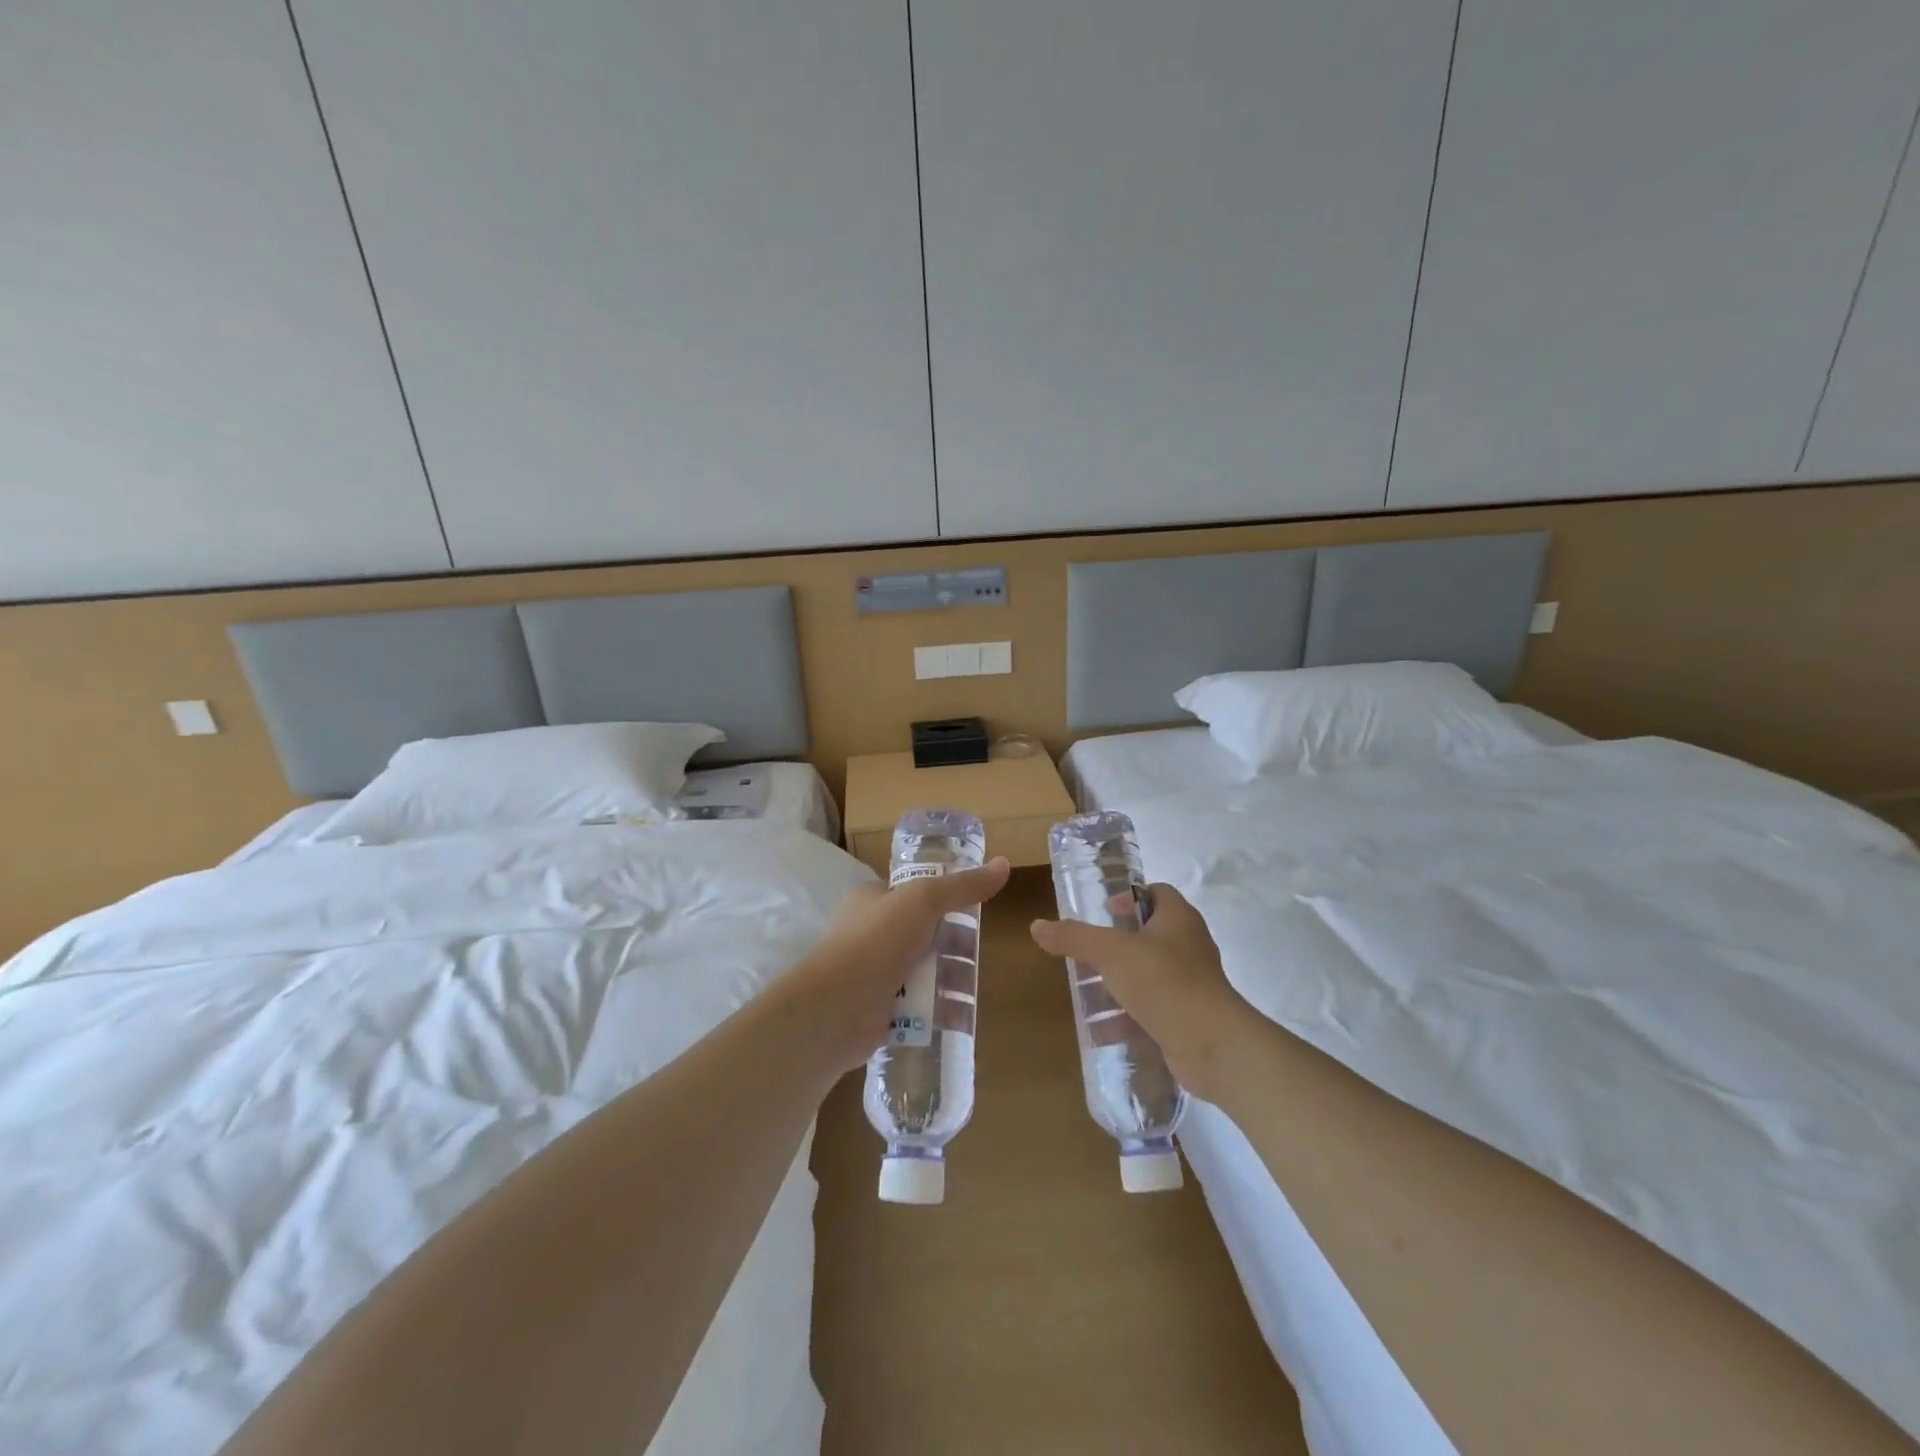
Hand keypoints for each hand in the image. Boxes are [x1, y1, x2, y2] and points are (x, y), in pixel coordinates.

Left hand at [785, 857, 1010, 1069]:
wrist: (836, 1008)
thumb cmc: (876, 941)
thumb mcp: (923, 900)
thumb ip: (962, 886)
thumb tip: (1003, 864)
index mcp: (870, 900)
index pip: (911, 893)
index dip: (941, 898)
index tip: (972, 910)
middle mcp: (868, 934)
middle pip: (921, 934)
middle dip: (950, 944)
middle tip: (977, 954)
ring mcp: (872, 973)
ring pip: (921, 971)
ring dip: (946, 979)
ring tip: (973, 987)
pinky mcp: (878, 1010)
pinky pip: (915, 1005)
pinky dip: (936, 1009)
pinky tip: (960, 1015)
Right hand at [1029, 884, 1255, 1100]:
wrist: (1212, 1045)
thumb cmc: (1163, 982)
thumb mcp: (1110, 952)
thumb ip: (1074, 937)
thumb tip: (1037, 926)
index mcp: (1178, 918)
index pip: (1156, 892)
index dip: (1129, 897)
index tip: (1104, 913)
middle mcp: (1189, 945)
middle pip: (1149, 934)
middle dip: (1115, 946)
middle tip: (1087, 955)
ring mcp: (1192, 983)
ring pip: (1149, 974)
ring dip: (1118, 983)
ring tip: (1088, 993)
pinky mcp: (1189, 1016)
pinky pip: (1153, 1008)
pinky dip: (1129, 1016)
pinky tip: (1103, 1030)